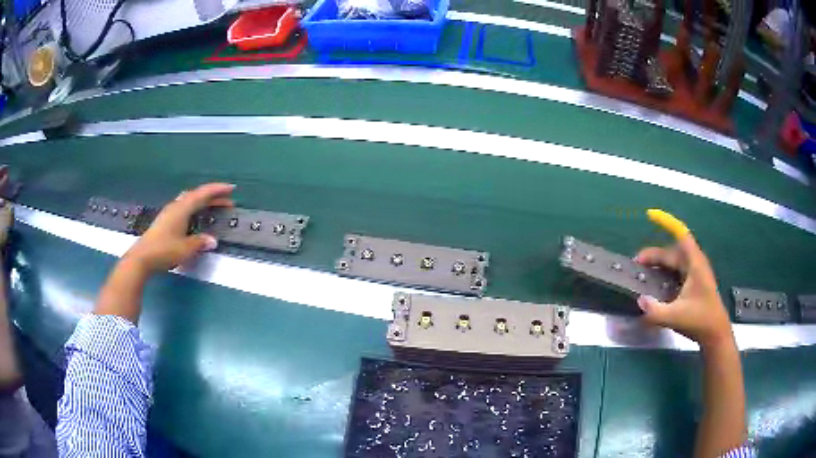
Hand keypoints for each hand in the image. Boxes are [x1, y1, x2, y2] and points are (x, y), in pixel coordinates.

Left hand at [123, 183, 234, 273]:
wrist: (142, 258)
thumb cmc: (165, 250)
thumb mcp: (186, 248)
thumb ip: (200, 242)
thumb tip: (213, 240)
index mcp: (182, 209)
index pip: (203, 194)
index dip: (218, 190)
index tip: (232, 188)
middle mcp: (176, 207)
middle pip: (196, 195)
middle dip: (212, 197)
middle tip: (226, 202)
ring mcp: (169, 213)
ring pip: (189, 201)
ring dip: (203, 203)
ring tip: (213, 208)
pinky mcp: (165, 221)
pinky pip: (184, 209)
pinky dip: (194, 209)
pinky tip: (196, 218)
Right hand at [634, 211, 732, 348]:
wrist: (715, 334)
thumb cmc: (700, 320)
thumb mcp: (676, 316)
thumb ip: (655, 310)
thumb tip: (639, 300)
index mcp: (694, 264)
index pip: (681, 235)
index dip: (667, 222)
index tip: (651, 215)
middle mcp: (694, 264)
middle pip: (672, 252)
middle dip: (654, 256)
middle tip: (636, 265)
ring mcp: (694, 274)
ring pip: (674, 263)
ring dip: (659, 265)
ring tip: (643, 275)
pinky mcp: (693, 284)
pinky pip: (676, 273)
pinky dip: (665, 274)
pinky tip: (656, 286)